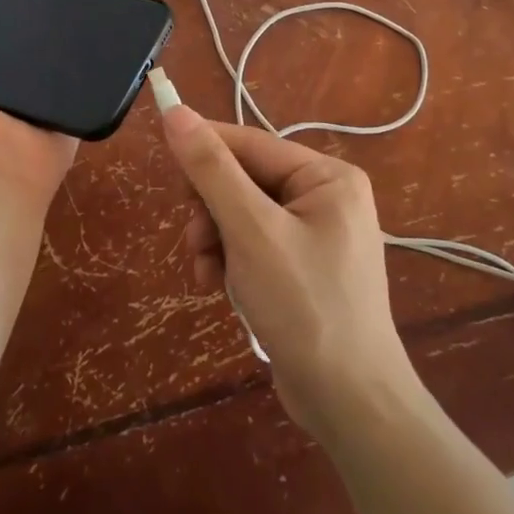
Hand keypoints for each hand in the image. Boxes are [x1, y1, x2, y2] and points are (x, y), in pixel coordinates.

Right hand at [160, 105, 418, 439]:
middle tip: (194, 240)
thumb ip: (211, 169)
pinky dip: (231, 261)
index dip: (203, 149)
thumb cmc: (304, 305)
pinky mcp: (302, 268)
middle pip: (243, 180)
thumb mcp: (251, 231)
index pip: (250, 143)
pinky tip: (219, 287)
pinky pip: (253, 245)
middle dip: (211, 210)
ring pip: (241, 215)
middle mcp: (325, 197)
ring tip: (206, 273)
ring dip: (215, 240)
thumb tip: (175, 111)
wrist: (349, 402)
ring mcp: (315, 234)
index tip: (163, 161)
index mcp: (326, 176)